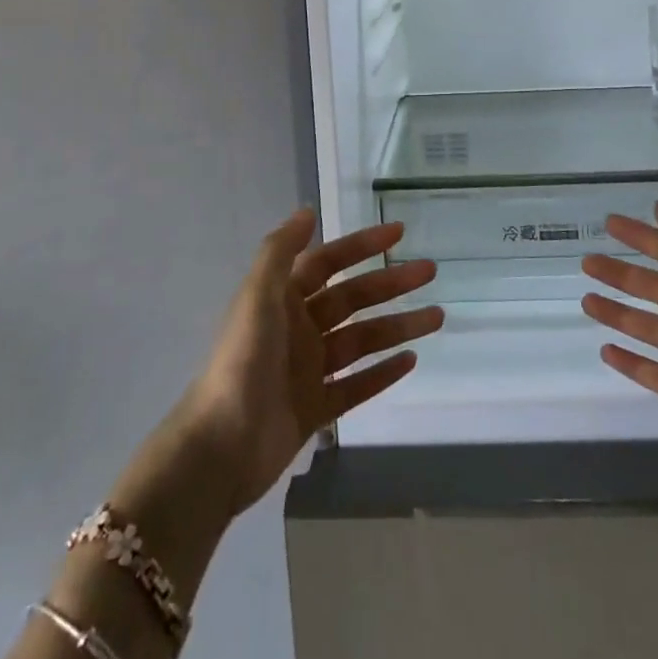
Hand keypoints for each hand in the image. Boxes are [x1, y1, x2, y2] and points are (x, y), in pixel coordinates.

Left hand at [177, 210, 442, 515]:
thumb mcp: (258, 296)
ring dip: (398, 326)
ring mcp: (308, 370)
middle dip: (391, 283)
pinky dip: (382, 372)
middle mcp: (298, 328)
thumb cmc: (242, 361)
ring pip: (362, 340)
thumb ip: (281, 251)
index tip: (399, 233)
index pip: (330, 263)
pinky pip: (357, 386)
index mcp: (283, 299)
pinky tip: (411, 360)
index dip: (362, 245)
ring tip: (437, 317)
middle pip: (353, 299)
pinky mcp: (316, 409)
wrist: (220, 448)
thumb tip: (308, 210)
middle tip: (429, 272)